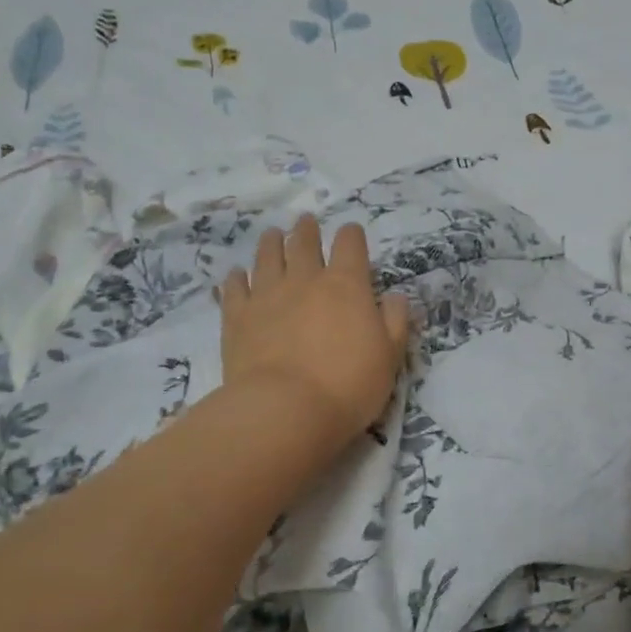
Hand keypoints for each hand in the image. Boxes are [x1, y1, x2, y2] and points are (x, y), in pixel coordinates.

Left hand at [220, 215, 408, 451]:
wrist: (285, 409)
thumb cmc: (348, 384)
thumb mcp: (389, 356)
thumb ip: (395, 322)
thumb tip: (395, 297)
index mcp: (346, 285)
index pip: (350, 244)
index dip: (352, 235)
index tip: (351, 233)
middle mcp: (305, 280)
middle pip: (304, 243)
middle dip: (307, 230)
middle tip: (305, 222)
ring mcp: (267, 295)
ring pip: (267, 257)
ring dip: (271, 243)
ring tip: (272, 235)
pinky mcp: (237, 317)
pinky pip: (234, 288)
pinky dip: (236, 279)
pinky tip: (236, 275)